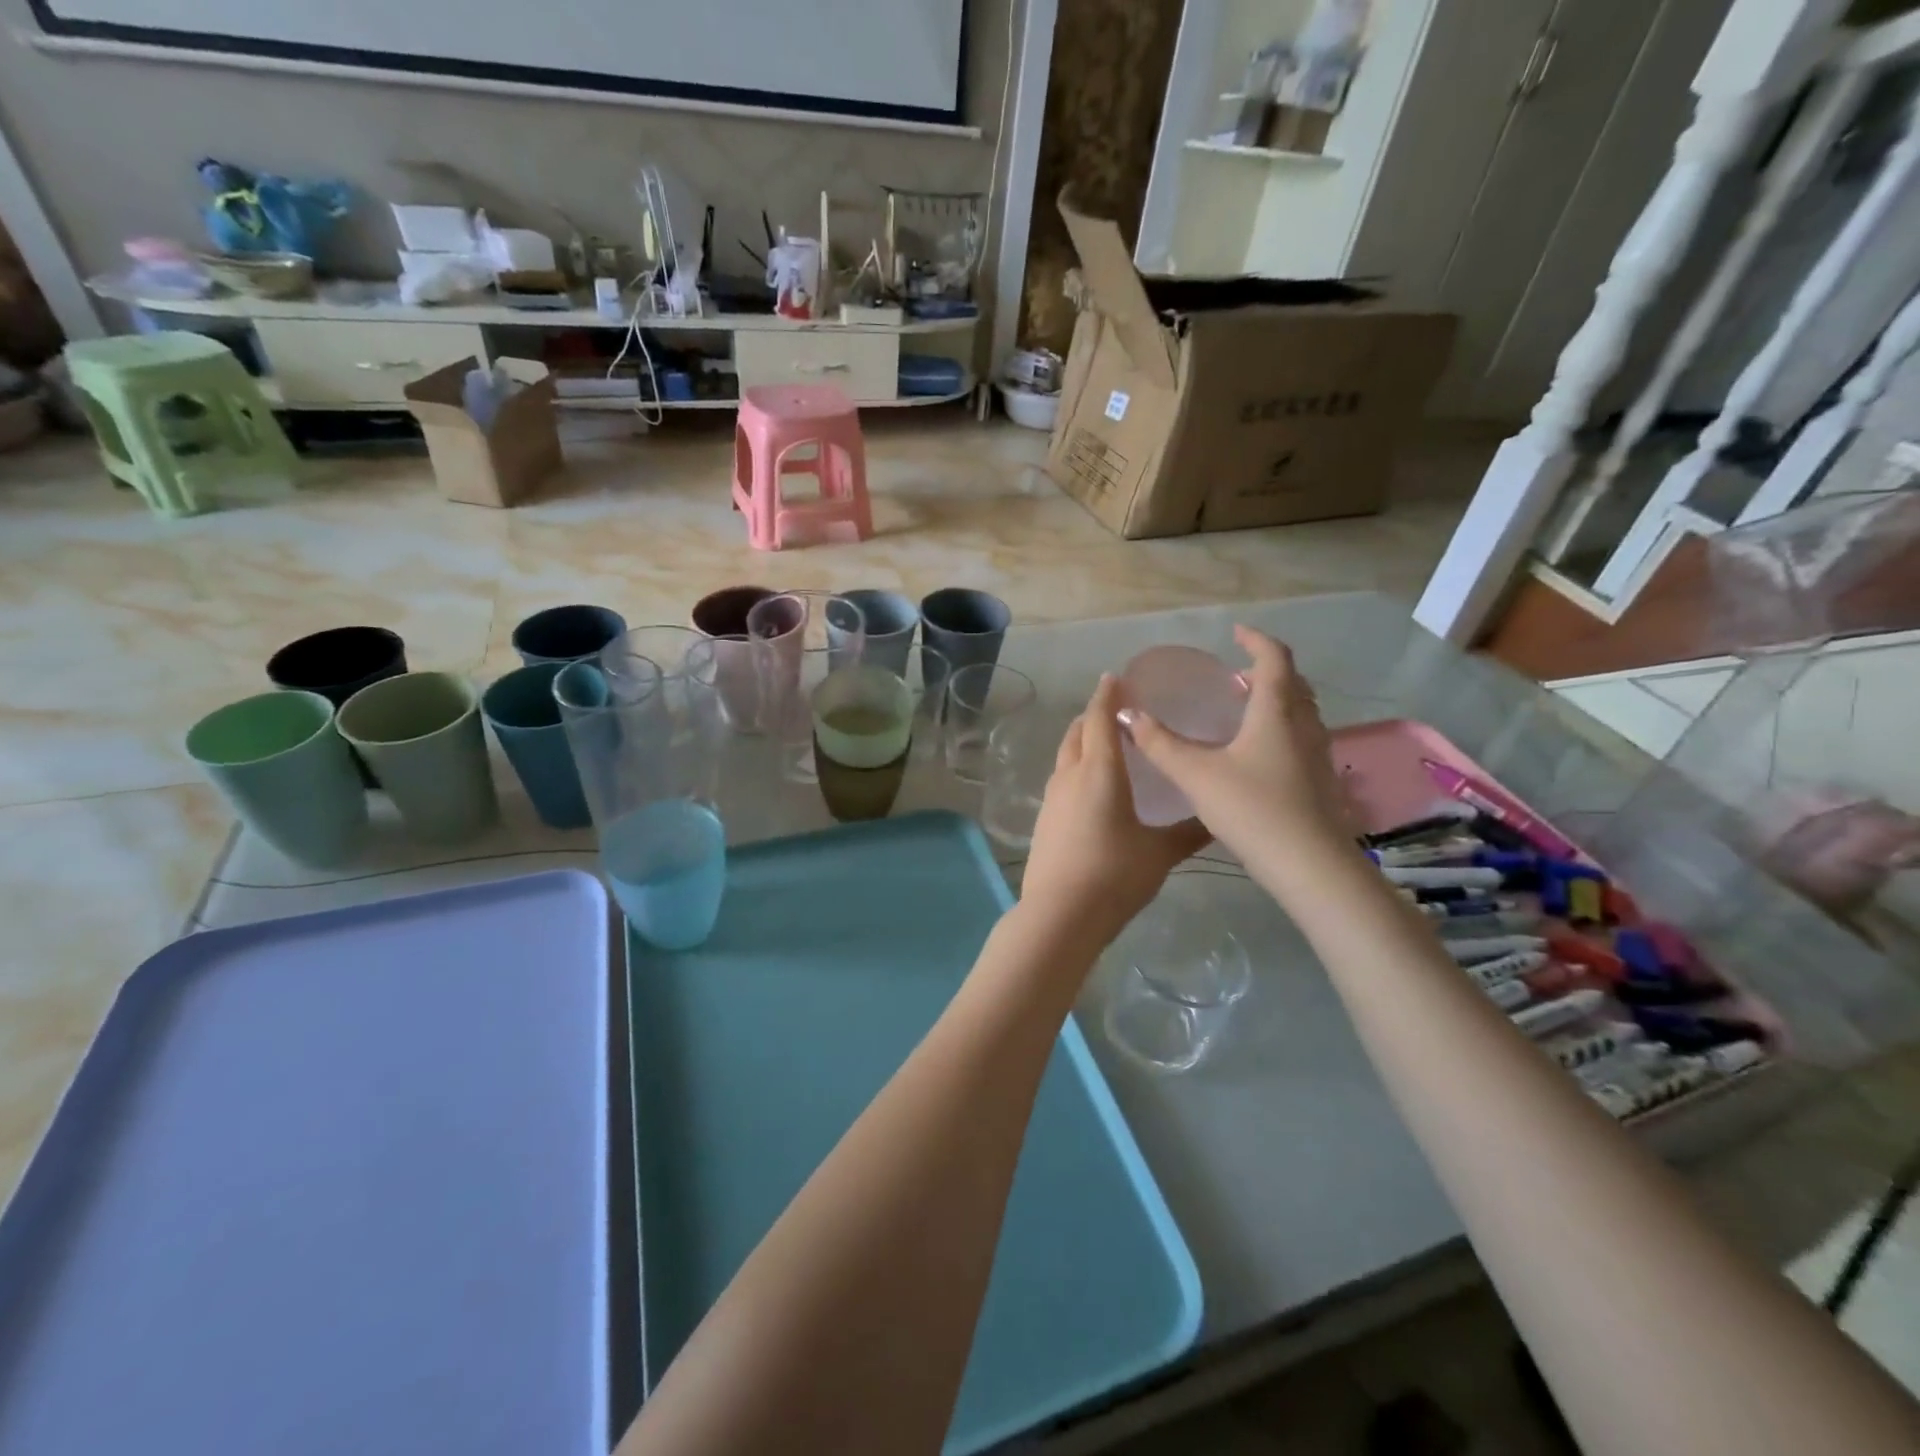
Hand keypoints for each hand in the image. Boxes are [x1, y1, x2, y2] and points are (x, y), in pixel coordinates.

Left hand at [1018, 675, 1210, 953]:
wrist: (1060, 914)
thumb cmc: (1114, 875)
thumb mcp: (1160, 853)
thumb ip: (1189, 832)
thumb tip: (1219, 819)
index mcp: (1100, 772)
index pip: (1099, 719)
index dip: (1107, 696)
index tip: (1116, 678)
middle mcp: (1071, 776)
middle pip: (1076, 732)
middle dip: (1093, 715)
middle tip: (1116, 711)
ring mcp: (1052, 798)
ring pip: (1065, 755)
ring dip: (1081, 741)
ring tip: (1104, 744)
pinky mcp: (1044, 819)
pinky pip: (1060, 779)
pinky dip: (1075, 768)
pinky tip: (1091, 787)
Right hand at [1119, 626, 1351, 870]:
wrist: (1308, 864)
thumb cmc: (1252, 808)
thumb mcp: (1196, 774)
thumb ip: (1160, 743)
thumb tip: (1128, 713)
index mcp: (1276, 711)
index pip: (1274, 658)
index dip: (1256, 640)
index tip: (1236, 632)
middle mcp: (1304, 725)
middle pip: (1293, 682)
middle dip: (1266, 669)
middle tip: (1237, 673)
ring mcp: (1317, 753)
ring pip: (1301, 711)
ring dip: (1276, 699)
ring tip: (1246, 707)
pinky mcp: (1319, 780)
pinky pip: (1301, 736)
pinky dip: (1281, 727)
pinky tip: (1257, 753)